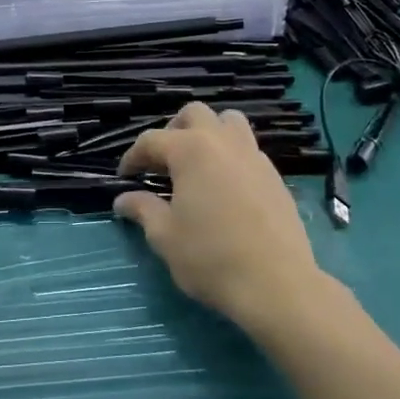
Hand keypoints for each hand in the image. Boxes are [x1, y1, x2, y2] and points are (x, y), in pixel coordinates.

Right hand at [115, 102, 319, 332]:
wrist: (277, 285)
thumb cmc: (211, 257)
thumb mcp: (165, 236)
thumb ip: (143, 210)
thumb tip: (122, 200)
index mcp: (190, 150)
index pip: (152, 140)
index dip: (133, 157)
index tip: (125, 177)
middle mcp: (222, 142)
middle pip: (194, 114)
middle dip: (173, 131)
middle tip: (163, 162)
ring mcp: (253, 155)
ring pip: (229, 122)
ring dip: (209, 133)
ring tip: (197, 163)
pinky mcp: (274, 175)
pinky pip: (248, 148)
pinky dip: (231, 155)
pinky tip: (225, 186)